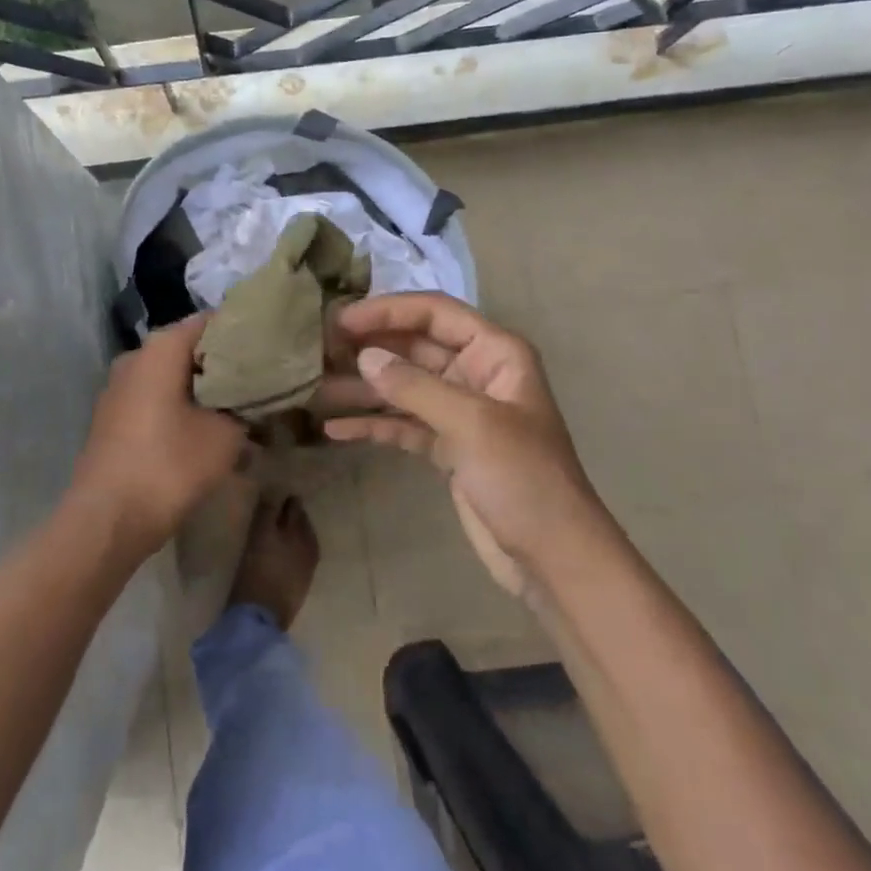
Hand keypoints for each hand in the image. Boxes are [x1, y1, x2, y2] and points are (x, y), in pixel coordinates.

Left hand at [74, 315, 249, 554]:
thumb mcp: (225, 436)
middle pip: (189, 349)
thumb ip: (244, 408)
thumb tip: (251, 400)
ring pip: (171, 376)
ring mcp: (118, 388)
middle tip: (259, 381)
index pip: (210, 322)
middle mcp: (136, 357)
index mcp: (161, 348)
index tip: (269, 348)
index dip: (241, 332)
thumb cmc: (169, 466)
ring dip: (202, 389)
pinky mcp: (112, 418)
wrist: (106, 521)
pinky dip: (180, 408)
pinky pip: (154, 399)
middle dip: (223, 364)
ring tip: (238, 408)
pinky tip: (204, 431)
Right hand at [324, 293, 603, 593]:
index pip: (435, 313)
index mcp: (495, 353)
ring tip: (315, 388)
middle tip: (318, 351)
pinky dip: (373, 424)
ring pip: (404, 386)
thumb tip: (364, 357)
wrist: (554, 558)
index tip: (341, 320)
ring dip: (363, 387)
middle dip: (369, 348)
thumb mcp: (472, 424)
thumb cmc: (524, 478)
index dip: (388, 311)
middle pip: (414, 347)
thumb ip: (415, 387)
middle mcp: (475, 373)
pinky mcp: (447, 446)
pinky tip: (335, 429)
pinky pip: (403, 424)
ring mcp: (460, 411)